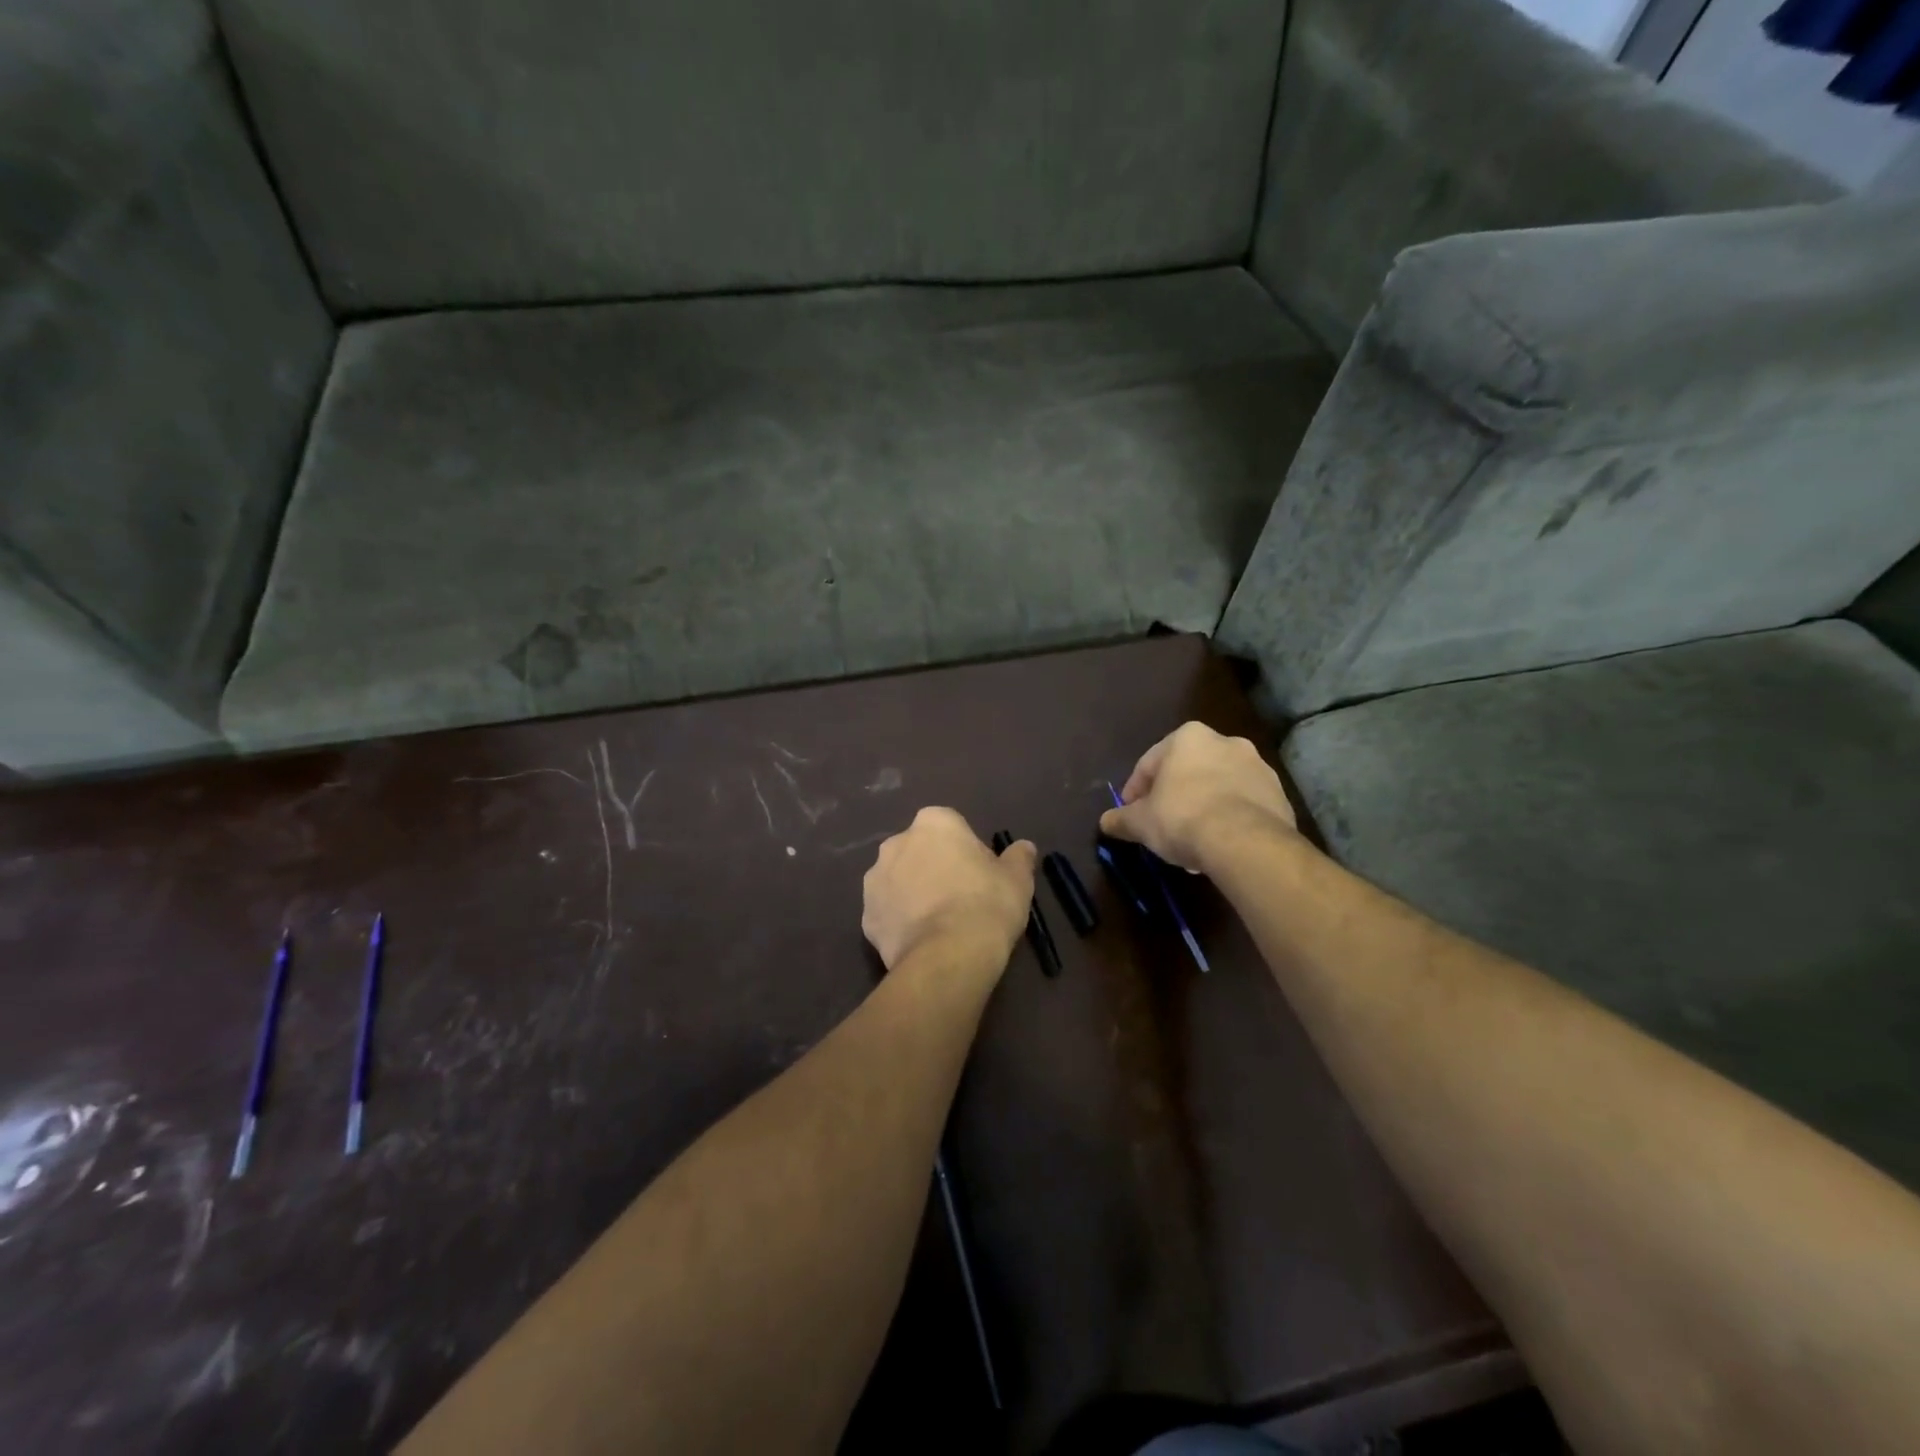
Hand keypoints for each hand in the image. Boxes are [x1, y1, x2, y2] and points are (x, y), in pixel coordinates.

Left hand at [863, 808, 1037, 974]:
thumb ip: (1018, 858)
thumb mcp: (1017, 879)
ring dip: (913, 893)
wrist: (948, 956)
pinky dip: (900, 922)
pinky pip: (887, 913)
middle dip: (934, 867)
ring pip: (898, 880)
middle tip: (960, 898)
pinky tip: (921, 941)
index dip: (967, 851)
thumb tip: (1024, 847)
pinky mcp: (866, 917)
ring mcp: (875, 880)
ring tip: (939, 923)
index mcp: (933, 823)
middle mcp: (896, 843)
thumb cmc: (987, 904)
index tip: (981, 875)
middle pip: (919, 850)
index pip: (952, 828)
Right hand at [1099, 722, 1297, 872]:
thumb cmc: (1183, 818)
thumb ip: (1121, 819)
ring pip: (1217, 787)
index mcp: (1187, 737)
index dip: (1136, 792)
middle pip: (1187, 771)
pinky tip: (1219, 843)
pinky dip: (1229, 818)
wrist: (1246, 842)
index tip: (1131, 815)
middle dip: (1174, 797)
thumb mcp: (1140, 822)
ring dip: (1203, 807)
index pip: (1149, 763)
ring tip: (1192, 841)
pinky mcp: (1279, 793)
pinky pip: (1243, 804)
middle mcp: (1225, 741)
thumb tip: (1105, 822)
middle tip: (1162, 826)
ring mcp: (1257, 766)